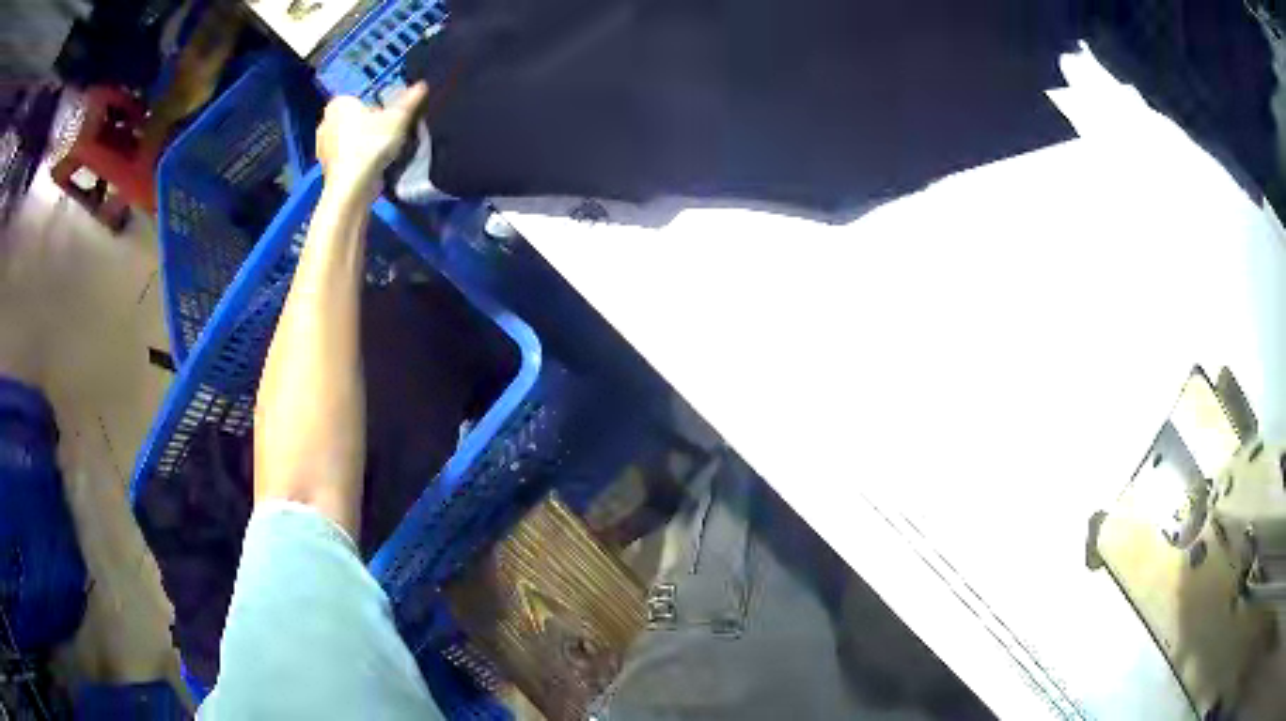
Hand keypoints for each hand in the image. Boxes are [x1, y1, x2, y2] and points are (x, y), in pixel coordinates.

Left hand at [316, 82, 427, 199]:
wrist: (352, 186)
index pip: (359, 100)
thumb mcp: (398, 117)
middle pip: (352, 119)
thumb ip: (410, 100)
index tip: (387, 120)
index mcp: (338, 104)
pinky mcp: (325, 168)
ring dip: (361, 144)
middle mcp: (324, 122)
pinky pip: (344, 158)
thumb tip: (422, 84)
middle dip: (366, 126)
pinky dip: (355, 160)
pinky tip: (368, 167)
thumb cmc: (371, 143)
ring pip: (347, 139)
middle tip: (385, 136)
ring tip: (379, 153)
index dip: (375, 109)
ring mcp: (322, 147)